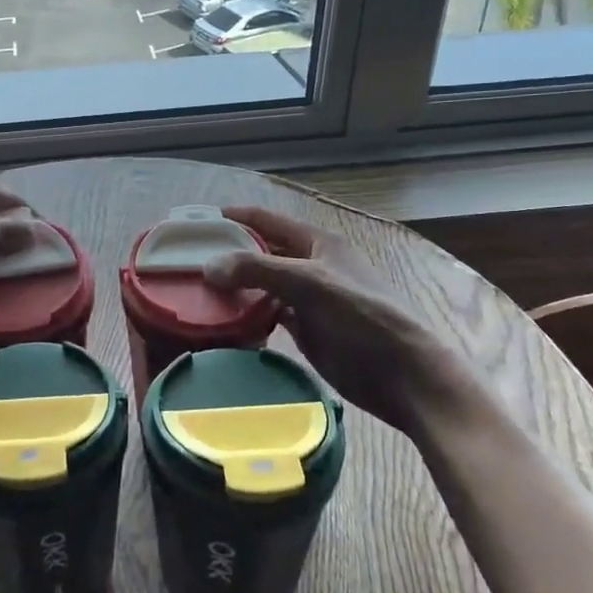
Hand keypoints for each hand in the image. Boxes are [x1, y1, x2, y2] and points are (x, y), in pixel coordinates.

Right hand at [204, 206, 484, 437]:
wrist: (405, 376)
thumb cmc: (362, 318)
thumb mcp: (310, 284)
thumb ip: (258, 270)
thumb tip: (208, 266)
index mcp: (316, 244)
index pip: (266, 220)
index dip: (233, 217)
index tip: (196, 223)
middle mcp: (310, 266)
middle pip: (261, 253)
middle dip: (228, 254)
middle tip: (187, 262)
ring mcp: (308, 300)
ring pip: (262, 286)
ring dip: (235, 288)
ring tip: (197, 292)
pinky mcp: (307, 331)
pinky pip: (268, 316)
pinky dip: (247, 316)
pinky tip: (223, 322)